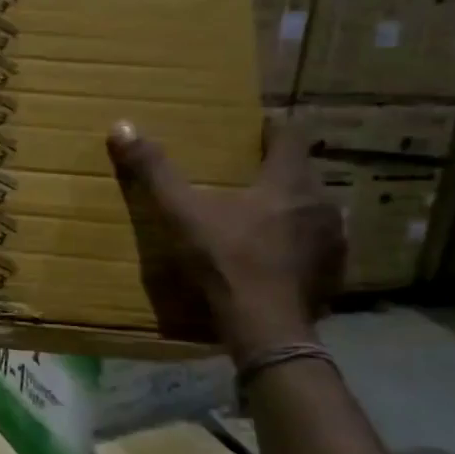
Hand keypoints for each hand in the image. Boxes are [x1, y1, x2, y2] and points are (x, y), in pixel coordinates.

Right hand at [107, 120, 343, 362]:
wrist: (265, 327)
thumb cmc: (226, 261)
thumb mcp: (182, 213)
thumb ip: (154, 171)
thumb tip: (121, 127)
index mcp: (288, 181)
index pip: (290, 136)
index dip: (271, 128)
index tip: (253, 127)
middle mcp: (320, 203)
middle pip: (301, 172)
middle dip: (276, 170)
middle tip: (246, 174)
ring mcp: (332, 241)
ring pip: (311, 210)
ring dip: (289, 207)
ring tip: (260, 215)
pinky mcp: (333, 273)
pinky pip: (316, 245)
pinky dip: (297, 243)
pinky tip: (274, 256)